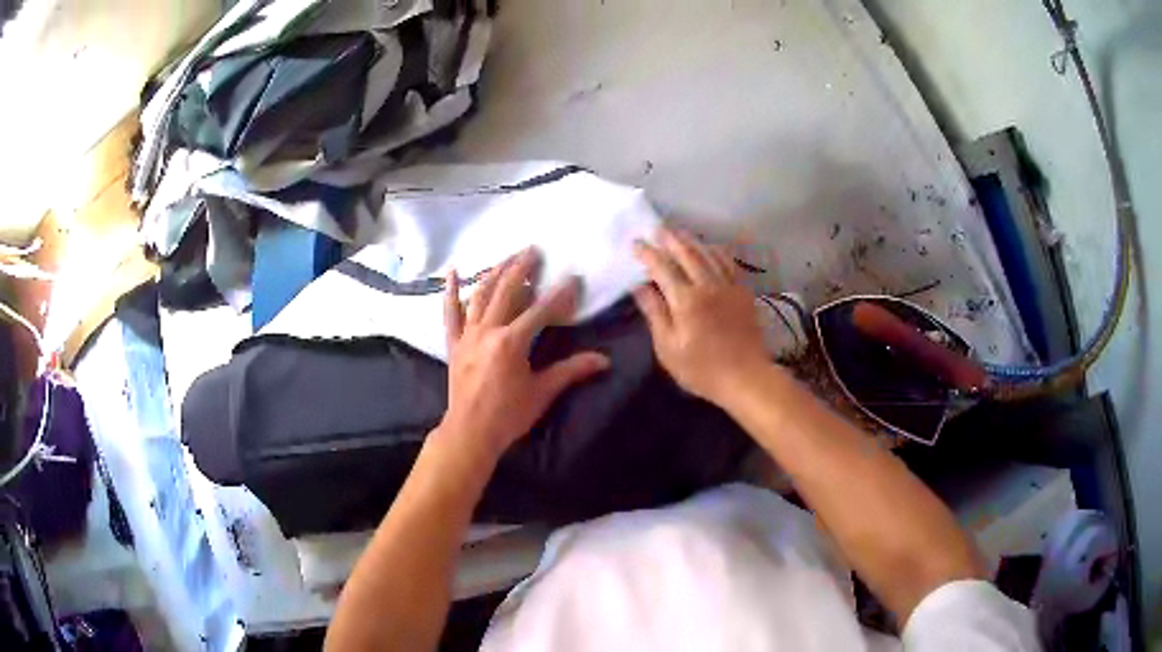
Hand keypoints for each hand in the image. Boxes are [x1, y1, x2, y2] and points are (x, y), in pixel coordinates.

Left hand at [438, 248, 609, 463]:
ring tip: (507, 257)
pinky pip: (450, 313)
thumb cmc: (508, 415)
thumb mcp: (542, 392)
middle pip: (506, 291)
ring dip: (494, 273)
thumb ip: (571, 371)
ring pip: (480, 295)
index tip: (573, 278)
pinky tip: (453, 271)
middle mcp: (487, 331)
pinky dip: (450, 291)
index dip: (559, 294)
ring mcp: (467, 335)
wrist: (470, 432)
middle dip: (521, 268)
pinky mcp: (454, 343)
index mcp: (511, 342)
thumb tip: (604, 360)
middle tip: (533, 250)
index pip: (540, 310)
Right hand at [633, 229, 769, 404]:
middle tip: (658, 228)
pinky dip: (717, 251)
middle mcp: (707, 286)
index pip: (662, 268)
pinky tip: (711, 248)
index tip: (636, 243)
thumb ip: (655, 314)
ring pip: (709, 254)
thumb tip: (640, 287)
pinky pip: (730, 263)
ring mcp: (728, 287)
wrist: (746, 377)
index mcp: (685, 300)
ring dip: (693, 241)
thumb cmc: (701, 369)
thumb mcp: (668, 348)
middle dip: (670, 239)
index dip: (647, 253)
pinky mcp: (743, 292)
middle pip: (687, 254)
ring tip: (680, 233)